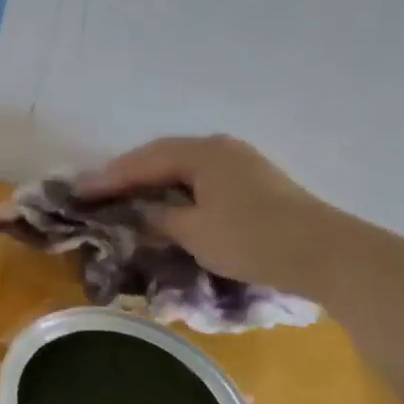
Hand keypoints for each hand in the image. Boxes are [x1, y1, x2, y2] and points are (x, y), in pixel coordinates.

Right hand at [77, 135, 341, 297]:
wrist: (325, 254)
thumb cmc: (252, 239)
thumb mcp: (194, 232)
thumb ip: (157, 218)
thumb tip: (135, 214)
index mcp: (202, 153)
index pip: (142, 161)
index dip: (108, 178)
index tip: (78, 192)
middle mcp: (219, 149)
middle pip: (161, 157)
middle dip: (127, 176)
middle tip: (96, 194)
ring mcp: (239, 163)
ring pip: (181, 168)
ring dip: (151, 183)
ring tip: (124, 199)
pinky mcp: (251, 183)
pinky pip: (199, 180)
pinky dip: (175, 191)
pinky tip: (164, 205)